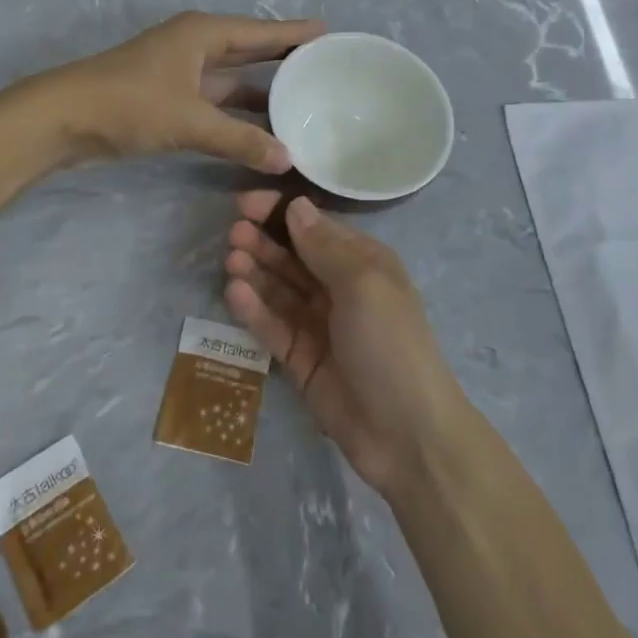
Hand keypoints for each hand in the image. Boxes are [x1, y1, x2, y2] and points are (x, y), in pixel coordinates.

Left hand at [40, 12, 324, 171]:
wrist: (64, 118)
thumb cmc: (130, 104)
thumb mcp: (190, 120)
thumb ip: (240, 140)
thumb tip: (288, 160)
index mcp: (203, 34)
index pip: (261, 31)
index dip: (295, 33)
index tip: (330, 33)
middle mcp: (195, 45)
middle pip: (249, 48)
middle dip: (283, 56)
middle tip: (325, 64)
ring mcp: (180, 71)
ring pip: (232, 77)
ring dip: (262, 89)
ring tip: (303, 97)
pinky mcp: (169, 97)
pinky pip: (216, 99)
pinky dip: (238, 111)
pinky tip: (261, 126)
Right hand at [223, 191, 466, 495]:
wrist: (406, 434)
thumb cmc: (389, 343)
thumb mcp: (363, 284)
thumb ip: (324, 245)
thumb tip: (296, 205)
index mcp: (363, 263)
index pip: (315, 226)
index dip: (281, 212)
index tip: (245, 203)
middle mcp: (339, 288)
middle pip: (293, 256)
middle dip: (264, 241)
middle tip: (234, 233)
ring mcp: (318, 324)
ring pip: (279, 289)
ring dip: (256, 271)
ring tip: (232, 259)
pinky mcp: (299, 358)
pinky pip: (272, 325)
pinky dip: (254, 308)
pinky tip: (235, 292)